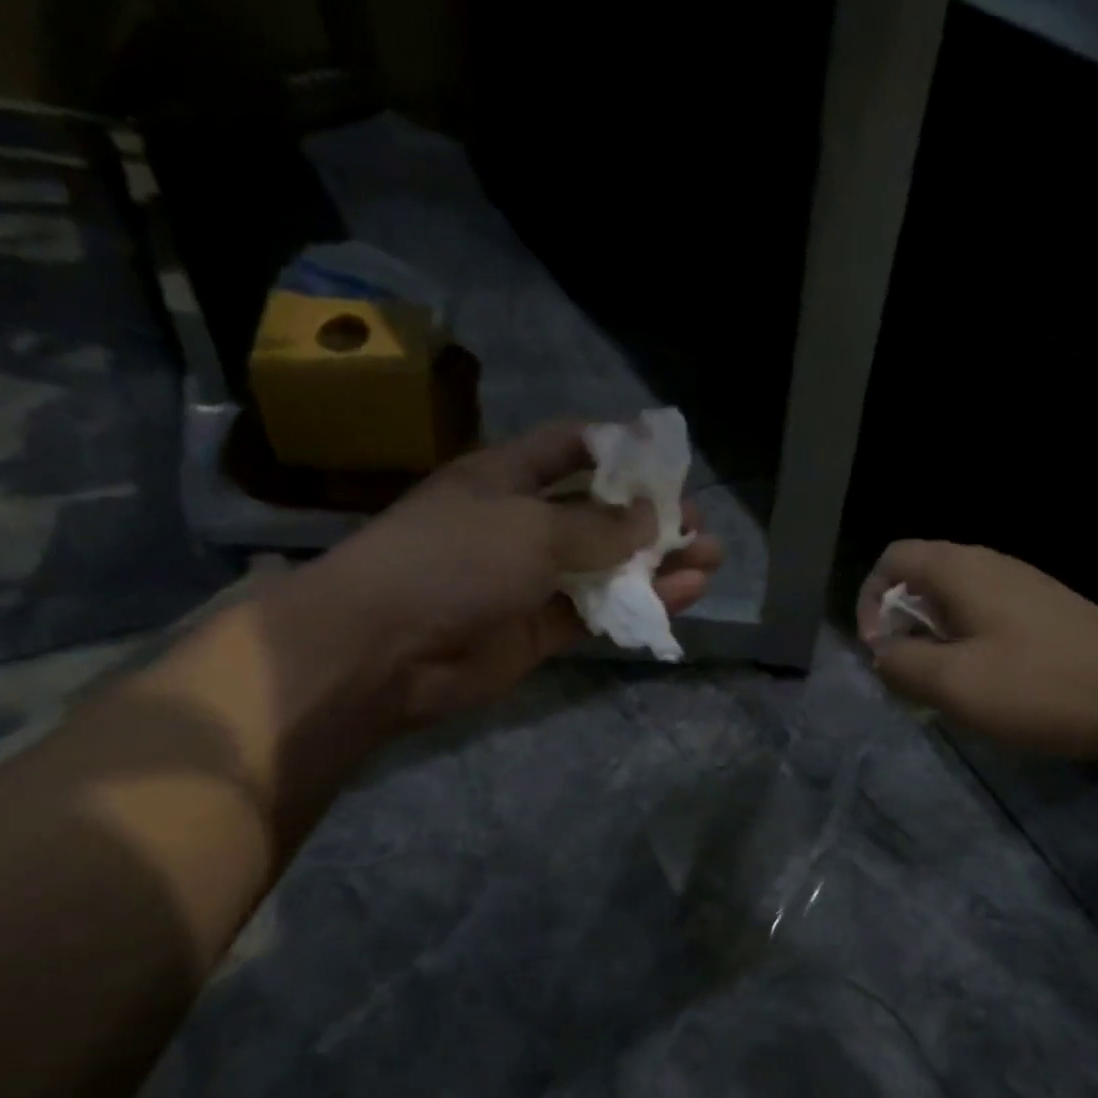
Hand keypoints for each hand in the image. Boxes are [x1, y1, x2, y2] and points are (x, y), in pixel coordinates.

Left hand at [285, 422, 723, 726]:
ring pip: (608, 566)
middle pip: (600, 512)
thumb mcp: (531, 526)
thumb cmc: (454, 559)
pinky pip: (601, 611)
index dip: (620, 449)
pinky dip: (641, 604)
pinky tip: (686, 596)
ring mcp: (534, 579)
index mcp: (507, 477)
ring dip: (658, 564)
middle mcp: (523, 523)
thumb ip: (598, 524)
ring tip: (711, 561)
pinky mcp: (543, 629)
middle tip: (700, 525)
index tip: (670, 461)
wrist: (387, 649)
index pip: (571, 448)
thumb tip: (651, 517)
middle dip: (652, 516)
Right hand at [856, 541, 1097, 760]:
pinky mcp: (1044, 613)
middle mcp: (989, 565)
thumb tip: (884, 654)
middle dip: (901, 628)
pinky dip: (967, 648)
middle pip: (919, 581)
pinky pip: (985, 620)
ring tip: (945, 690)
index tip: (881, 652)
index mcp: (961, 570)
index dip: (870, 602)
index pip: (891, 559)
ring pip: (952, 604)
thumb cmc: (1042, 687)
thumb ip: (901, 665)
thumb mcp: (955, 684)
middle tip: (911, 679)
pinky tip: (987, 688)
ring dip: (934, 643)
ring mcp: (1021, 587)